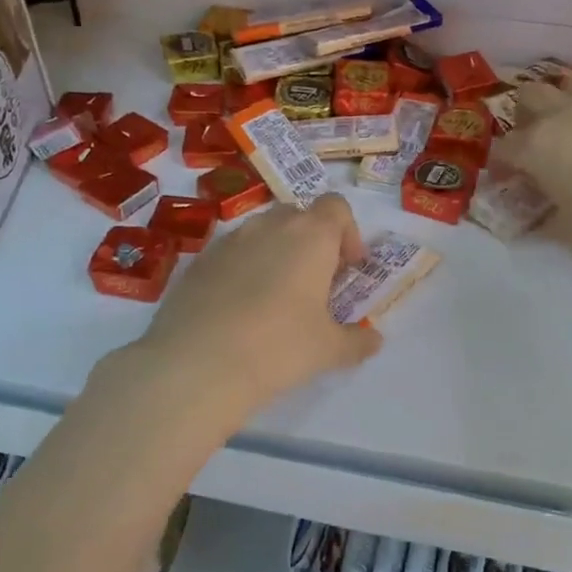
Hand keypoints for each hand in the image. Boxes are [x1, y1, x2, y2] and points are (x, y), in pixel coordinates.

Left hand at [126, 194, 382, 427]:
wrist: (197, 364)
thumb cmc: (279, 347)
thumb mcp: (329, 350)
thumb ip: (357, 341)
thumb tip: (374, 341)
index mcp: (311, 236)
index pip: (336, 207)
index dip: (348, 233)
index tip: (347, 269)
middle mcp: (269, 226)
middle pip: (298, 215)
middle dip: (311, 242)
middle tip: (315, 284)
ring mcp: (229, 241)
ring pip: (261, 233)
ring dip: (275, 254)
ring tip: (275, 300)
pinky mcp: (197, 263)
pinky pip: (230, 255)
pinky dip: (242, 270)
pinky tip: (238, 311)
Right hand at [501, 74, 571, 264]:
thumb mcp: (568, 232)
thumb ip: (545, 219)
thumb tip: (537, 218)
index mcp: (537, 146)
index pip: (503, 147)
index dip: (500, 164)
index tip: (507, 181)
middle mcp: (566, 115)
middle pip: (532, 95)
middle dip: (526, 114)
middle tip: (535, 140)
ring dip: (568, 97)